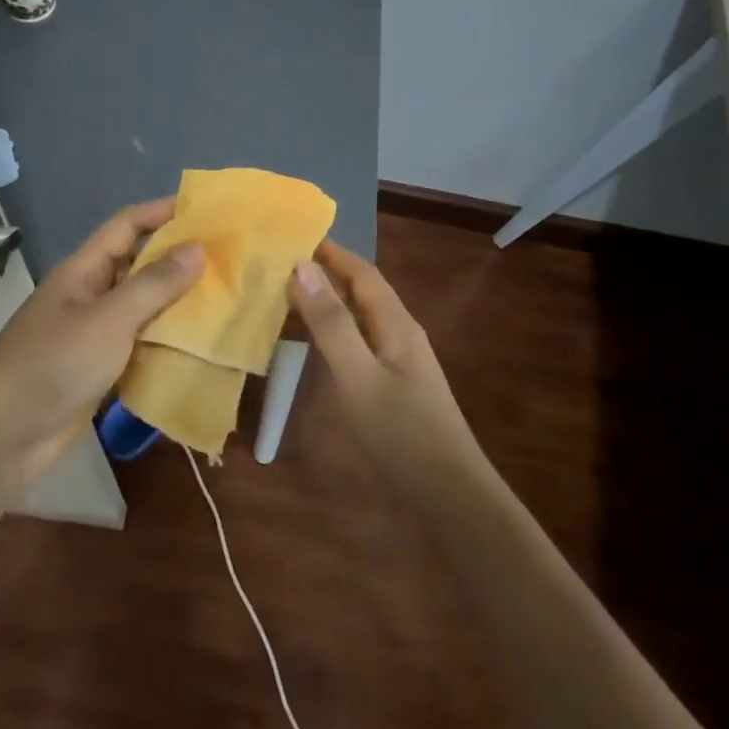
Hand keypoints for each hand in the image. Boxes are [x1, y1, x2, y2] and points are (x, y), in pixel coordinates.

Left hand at [0, 198, 203, 485]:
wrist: (4, 437)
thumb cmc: (54, 365)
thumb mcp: (108, 320)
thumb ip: (153, 284)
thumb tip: (197, 247)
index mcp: (83, 271)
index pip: (126, 226)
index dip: (162, 212)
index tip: (207, 210)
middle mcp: (89, 296)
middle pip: (137, 266)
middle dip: (179, 260)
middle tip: (229, 259)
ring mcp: (93, 335)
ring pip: (142, 308)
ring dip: (177, 304)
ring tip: (226, 299)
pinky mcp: (100, 371)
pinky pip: (140, 346)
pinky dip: (166, 343)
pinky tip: (200, 347)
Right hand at [287, 240, 483, 479]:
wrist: (448, 492)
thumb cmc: (401, 431)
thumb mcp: (358, 376)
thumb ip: (330, 324)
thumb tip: (302, 267)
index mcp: (395, 323)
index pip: (362, 273)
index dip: (331, 252)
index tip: (294, 235)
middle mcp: (400, 333)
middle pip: (362, 291)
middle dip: (326, 273)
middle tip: (280, 265)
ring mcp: (400, 360)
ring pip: (359, 317)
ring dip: (328, 302)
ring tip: (287, 297)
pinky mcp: (394, 384)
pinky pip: (359, 342)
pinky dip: (333, 331)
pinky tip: (313, 344)